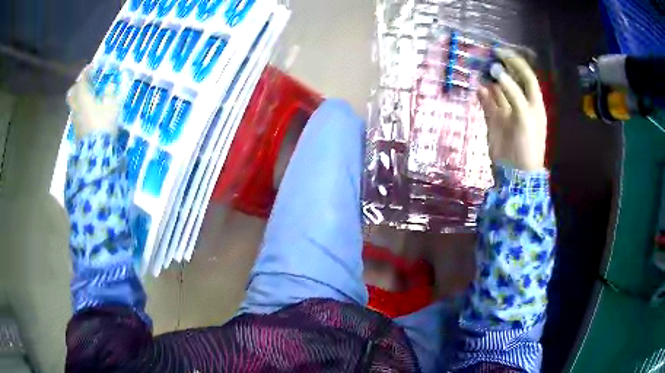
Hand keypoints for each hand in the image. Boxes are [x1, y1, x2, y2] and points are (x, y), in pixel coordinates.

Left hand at [66, 66, 119, 138]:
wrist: (96, 151)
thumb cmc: (103, 124)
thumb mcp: (112, 106)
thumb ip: (110, 94)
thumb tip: (110, 86)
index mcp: (83, 98)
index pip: (82, 81)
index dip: (87, 72)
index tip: (92, 67)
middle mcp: (76, 107)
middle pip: (72, 93)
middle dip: (78, 86)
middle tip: (85, 83)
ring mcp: (75, 120)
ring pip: (74, 104)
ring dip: (79, 98)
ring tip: (88, 97)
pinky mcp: (77, 131)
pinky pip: (77, 114)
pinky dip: (81, 109)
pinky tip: (88, 111)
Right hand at [478, 50, 546, 170]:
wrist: (516, 173)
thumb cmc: (527, 144)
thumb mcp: (524, 116)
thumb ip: (512, 92)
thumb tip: (496, 71)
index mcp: (533, 102)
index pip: (526, 76)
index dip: (515, 63)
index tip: (500, 52)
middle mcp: (520, 103)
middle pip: (511, 80)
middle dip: (500, 67)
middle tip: (486, 56)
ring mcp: (506, 111)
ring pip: (497, 89)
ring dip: (489, 78)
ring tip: (478, 67)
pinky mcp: (494, 120)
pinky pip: (487, 102)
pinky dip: (482, 94)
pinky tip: (476, 87)